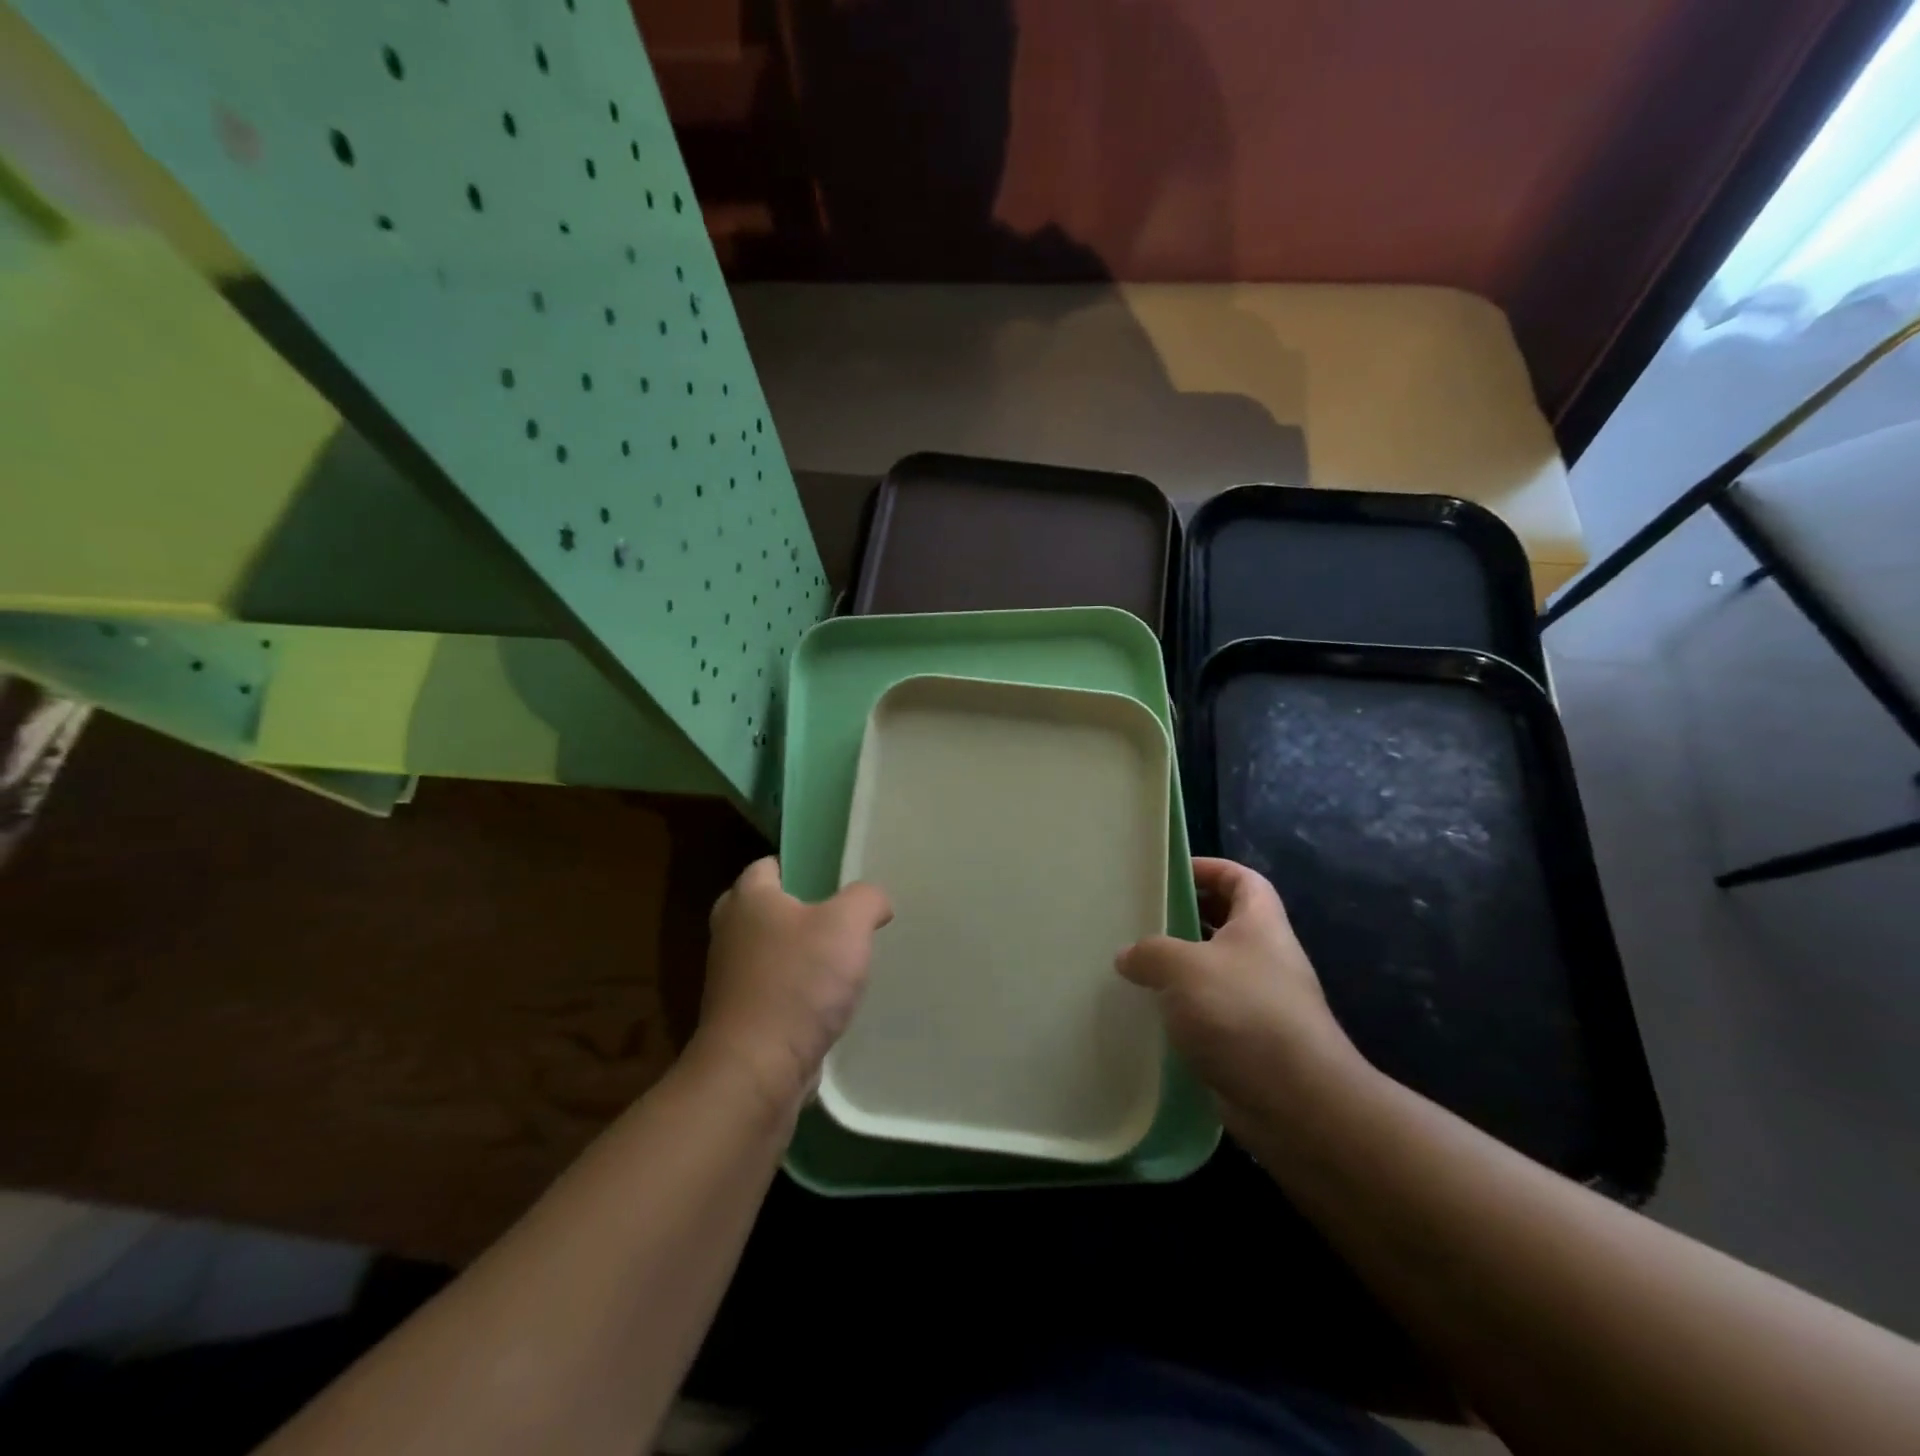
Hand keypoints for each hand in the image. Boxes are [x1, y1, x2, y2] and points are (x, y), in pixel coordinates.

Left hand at [695, 857, 892, 1112]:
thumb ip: (866, 899)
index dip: (800, 866)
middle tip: (838, 917)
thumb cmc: (799, 982)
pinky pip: (771, 990)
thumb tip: (875, 902)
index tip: (832, 877)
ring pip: (768, 951)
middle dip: (798, 910)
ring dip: (797, 954)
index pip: (768, 865)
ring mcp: (730, 978)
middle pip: (764, 908)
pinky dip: (794, 991)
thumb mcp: (848, 924)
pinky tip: (826, 1002)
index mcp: (748, 900)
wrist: (757, 1070)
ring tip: (839, 961)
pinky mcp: (739, 1018)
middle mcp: (730, 933)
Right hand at [1116, 857, 1361, 1122]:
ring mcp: (1260, 1003)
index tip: (1169, 873)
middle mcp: (1265, 958)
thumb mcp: (1184, 966)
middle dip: (1185, 919)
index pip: (1241, 879)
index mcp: (1260, 924)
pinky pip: (1209, 1014)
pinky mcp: (1248, 1043)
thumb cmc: (1243, 1013)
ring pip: (1213, 972)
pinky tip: (1148, 1017)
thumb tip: (1128, 957)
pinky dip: (1182, 1012)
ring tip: (1133, 968)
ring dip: (1177, 970)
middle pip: (1225, 923)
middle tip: (1140, 920)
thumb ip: (1150, 952)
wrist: (1296, 1103)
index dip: (1209, 868)